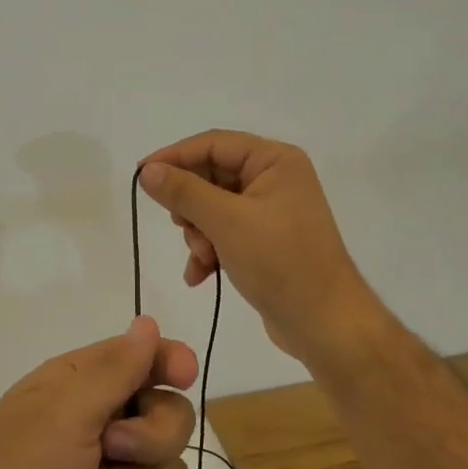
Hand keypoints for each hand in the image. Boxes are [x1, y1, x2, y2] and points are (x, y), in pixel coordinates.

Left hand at [0, 317, 196, 468]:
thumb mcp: (65, 413)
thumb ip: (115, 370)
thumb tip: (146, 322)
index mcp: (79, 385)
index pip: (142, 358)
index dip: (169, 363)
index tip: (184, 378)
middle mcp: (96, 425)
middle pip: (169, 419)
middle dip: (151, 442)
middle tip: (111, 451)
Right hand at [138, 129, 385, 365]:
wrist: (326, 324)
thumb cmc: (281, 263)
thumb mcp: (226, 222)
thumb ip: (183, 192)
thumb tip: (147, 171)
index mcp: (275, 160)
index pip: (213, 144)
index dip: (174, 156)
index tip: (141, 175)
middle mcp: (274, 178)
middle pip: (211, 176)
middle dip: (191, 206)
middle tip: (179, 225)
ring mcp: (271, 211)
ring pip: (213, 207)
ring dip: (198, 233)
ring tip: (202, 258)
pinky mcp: (266, 240)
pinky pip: (224, 232)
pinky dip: (209, 250)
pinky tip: (201, 275)